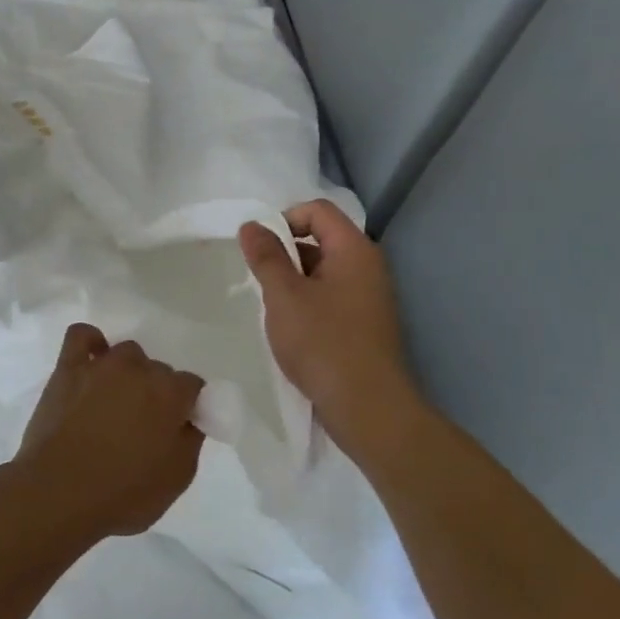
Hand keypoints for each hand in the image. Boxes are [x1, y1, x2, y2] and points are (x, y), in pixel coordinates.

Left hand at [7, 324, 205, 545]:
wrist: (59, 493)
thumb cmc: (123, 493)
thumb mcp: (177, 478)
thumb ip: (190, 440)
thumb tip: (187, 419)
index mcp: (170, 393)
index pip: (192, 386)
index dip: (186, 407)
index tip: (176, 429)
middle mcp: (139, 369)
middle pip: (158, 370)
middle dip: (155, 392)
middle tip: (142, 425)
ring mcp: (101, 364)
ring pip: (126, 354)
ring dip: (127, 373)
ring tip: (114, 402)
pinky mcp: (68, 367)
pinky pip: (82, 336)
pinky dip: (90, 343)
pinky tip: (91, 363)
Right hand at [239, 200, 418, 441]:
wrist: (367, 408)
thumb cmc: (323, 343)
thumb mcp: (284, 296)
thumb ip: (266, 256)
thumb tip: (251, 225)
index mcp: (354, 250)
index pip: (317, 210)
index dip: (283, 219)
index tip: (259, 250)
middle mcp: (367, 267)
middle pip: (320, 238)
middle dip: (284, 252)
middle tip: (258, 280)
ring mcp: (368, 297)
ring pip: (322, 271)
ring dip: (292, 281)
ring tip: (270, 308)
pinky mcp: (363, 324)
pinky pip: (329, 297)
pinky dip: (305, 303)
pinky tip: (289, 329)